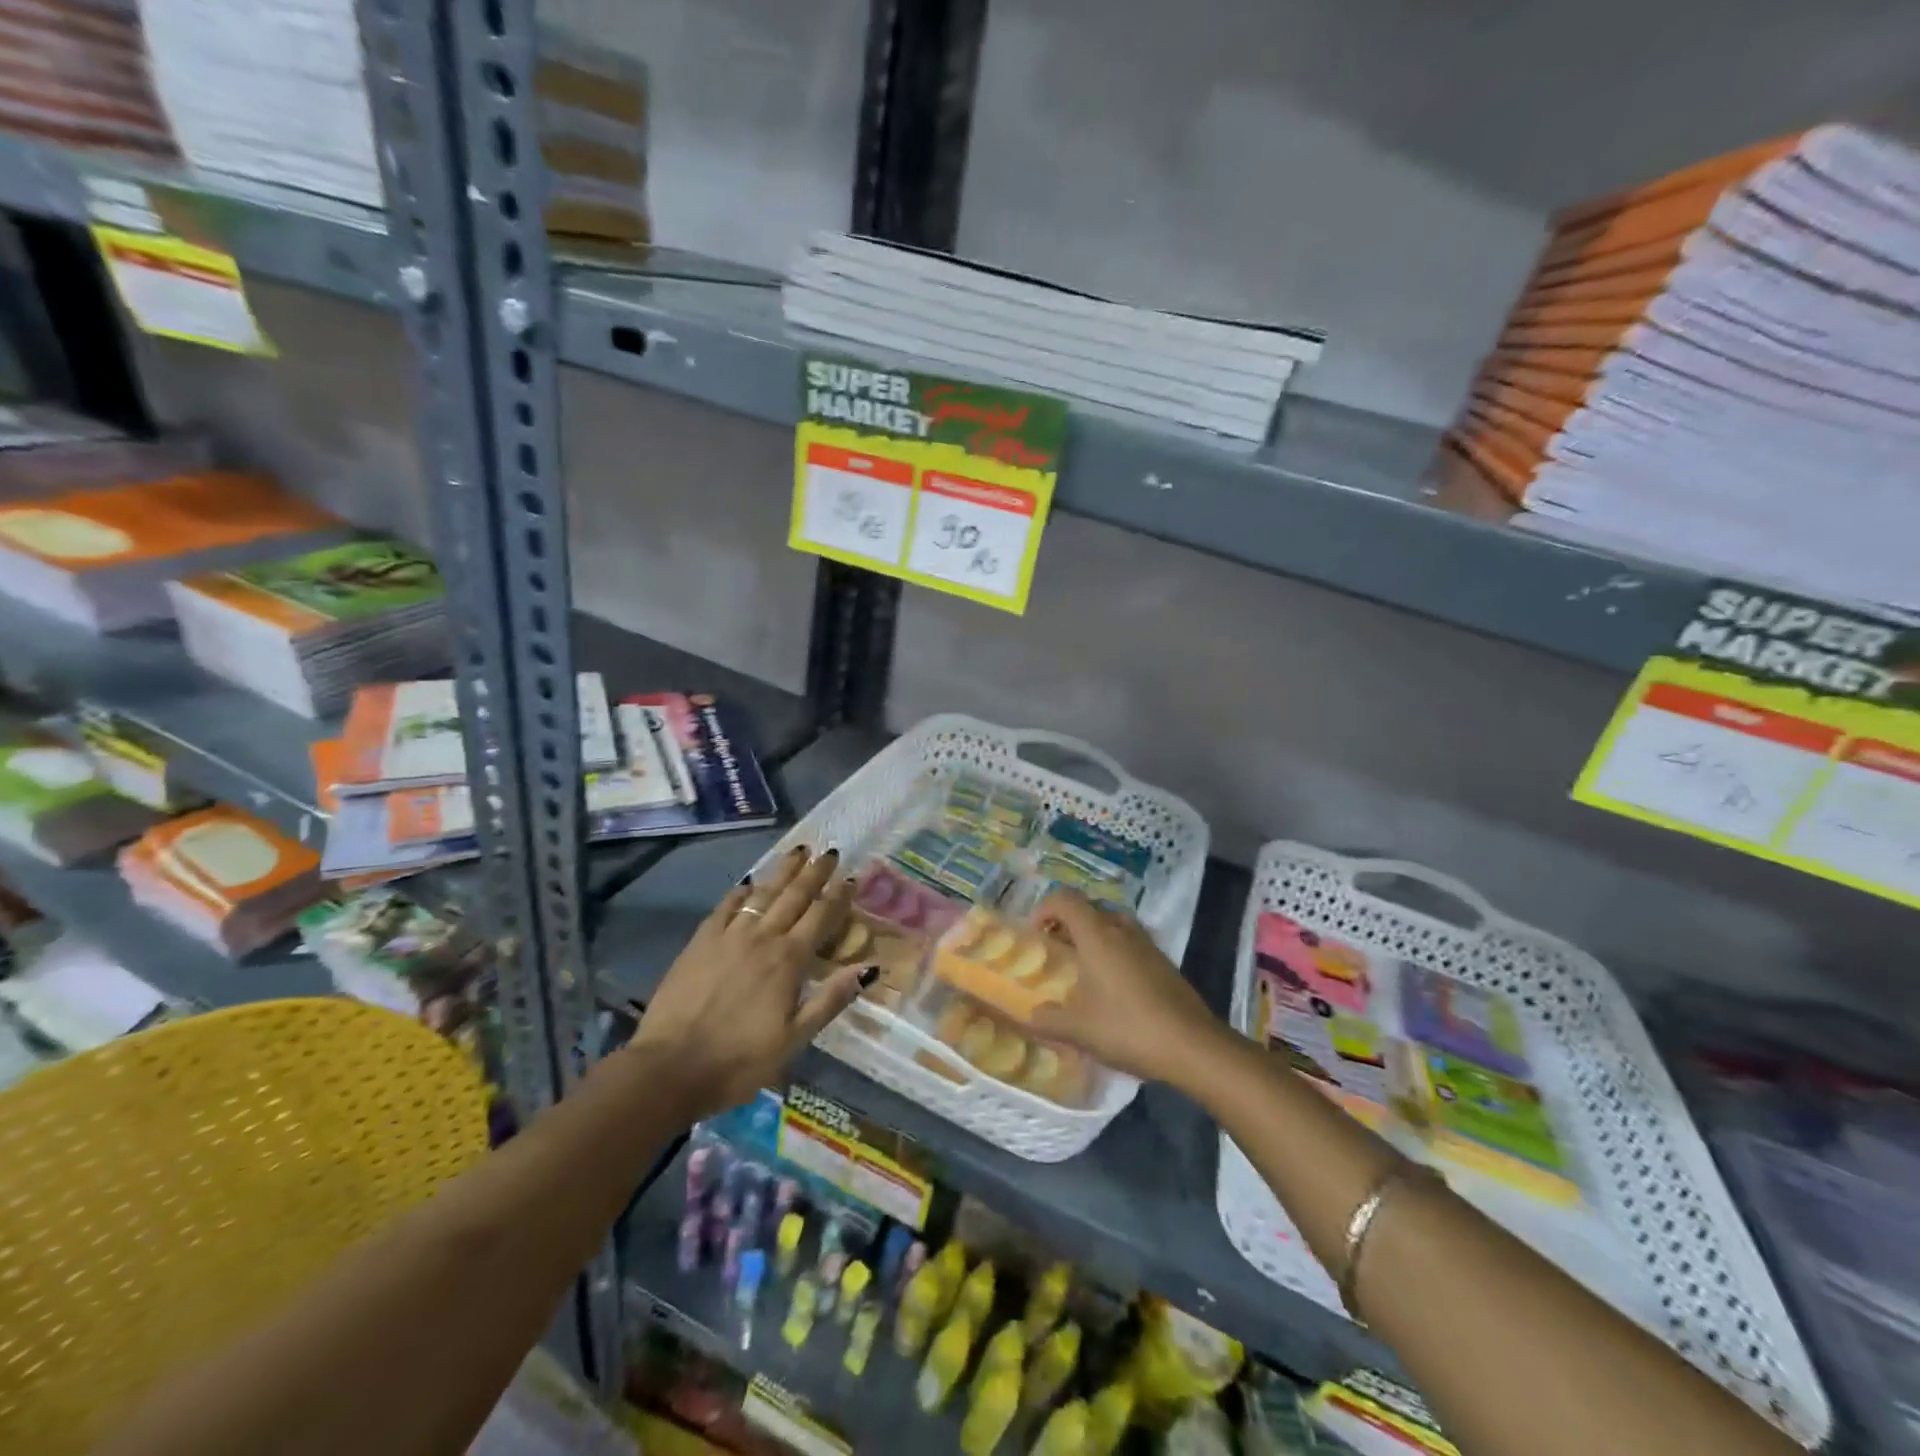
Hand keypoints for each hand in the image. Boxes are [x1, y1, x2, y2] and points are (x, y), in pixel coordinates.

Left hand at [631, 845, 870, 1118]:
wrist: (670, 1067)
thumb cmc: (739, 1060)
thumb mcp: (794, 1039)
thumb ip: (830, 1000)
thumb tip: (868, 968)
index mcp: (789, 960)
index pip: (821, 917)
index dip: (838, 896)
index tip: (851, 878)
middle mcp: (762, 937)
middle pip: (794, 896)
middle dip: (814, 872)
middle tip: (828, 852)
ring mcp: (728, 936)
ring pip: (762, 893)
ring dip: (782, 871)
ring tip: (798, 851)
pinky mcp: (700, 942)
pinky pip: (725, 907)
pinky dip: (741, 891)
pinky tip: (748, 882)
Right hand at [1029, 890, 1226, 1087]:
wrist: (1192, 1045)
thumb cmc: (1128, 1028)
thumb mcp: (1078, 1030)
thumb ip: (1047, 1020)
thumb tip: (1030, 1015)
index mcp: (1096, 934)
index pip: (1064, 898)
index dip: (1044, 908)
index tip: (1035, 934)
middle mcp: (1121, 929)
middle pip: (1088, 908)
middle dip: (1067, 923)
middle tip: (1055, 951)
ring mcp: (1146, 943)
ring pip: (1111, 923)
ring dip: (1092, 935)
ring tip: (1083, 966)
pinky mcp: (1163, 960)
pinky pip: (1130, 941)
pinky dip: (1114, 950)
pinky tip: (1113, 985)